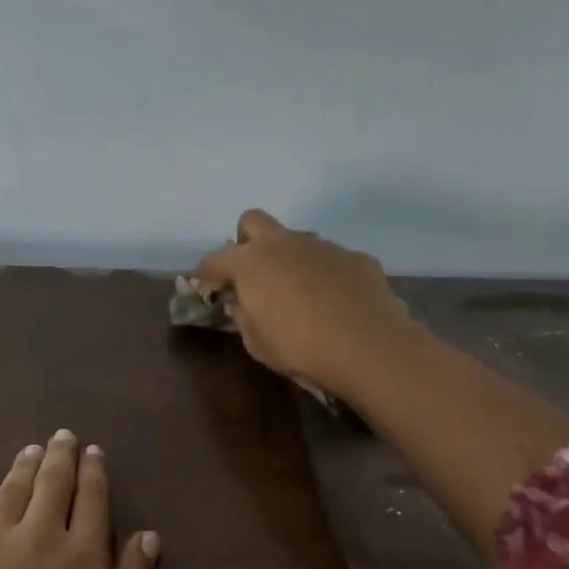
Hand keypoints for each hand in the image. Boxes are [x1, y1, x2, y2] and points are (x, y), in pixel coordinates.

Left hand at [0, 430, 157, 568]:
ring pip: (9, 495)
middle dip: (58, 458)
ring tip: (28, 450)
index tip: (93, 450)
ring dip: (20, 469)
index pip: (93, 500)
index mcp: (84, 553)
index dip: (94, 472)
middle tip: (61, 435)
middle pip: (50, 486)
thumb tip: (148, 534)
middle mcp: (39, 537)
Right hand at [193, 210, 410, 395]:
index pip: (215, 259)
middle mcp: (285, 243)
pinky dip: (325, 275)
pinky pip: (331, 259)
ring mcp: (323, 246)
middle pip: (253, 221)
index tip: (203, 282)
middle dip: (246, 242)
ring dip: (290, 259)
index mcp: (251, 262)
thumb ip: (244, 317)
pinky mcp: (355, 257)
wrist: (365, 345)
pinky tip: (335, 302)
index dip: (205, 271)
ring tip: (299, 294)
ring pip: (296, 240)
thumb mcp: (257, 343)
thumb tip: (243, 303)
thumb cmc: (299, 347)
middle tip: (252, 273)